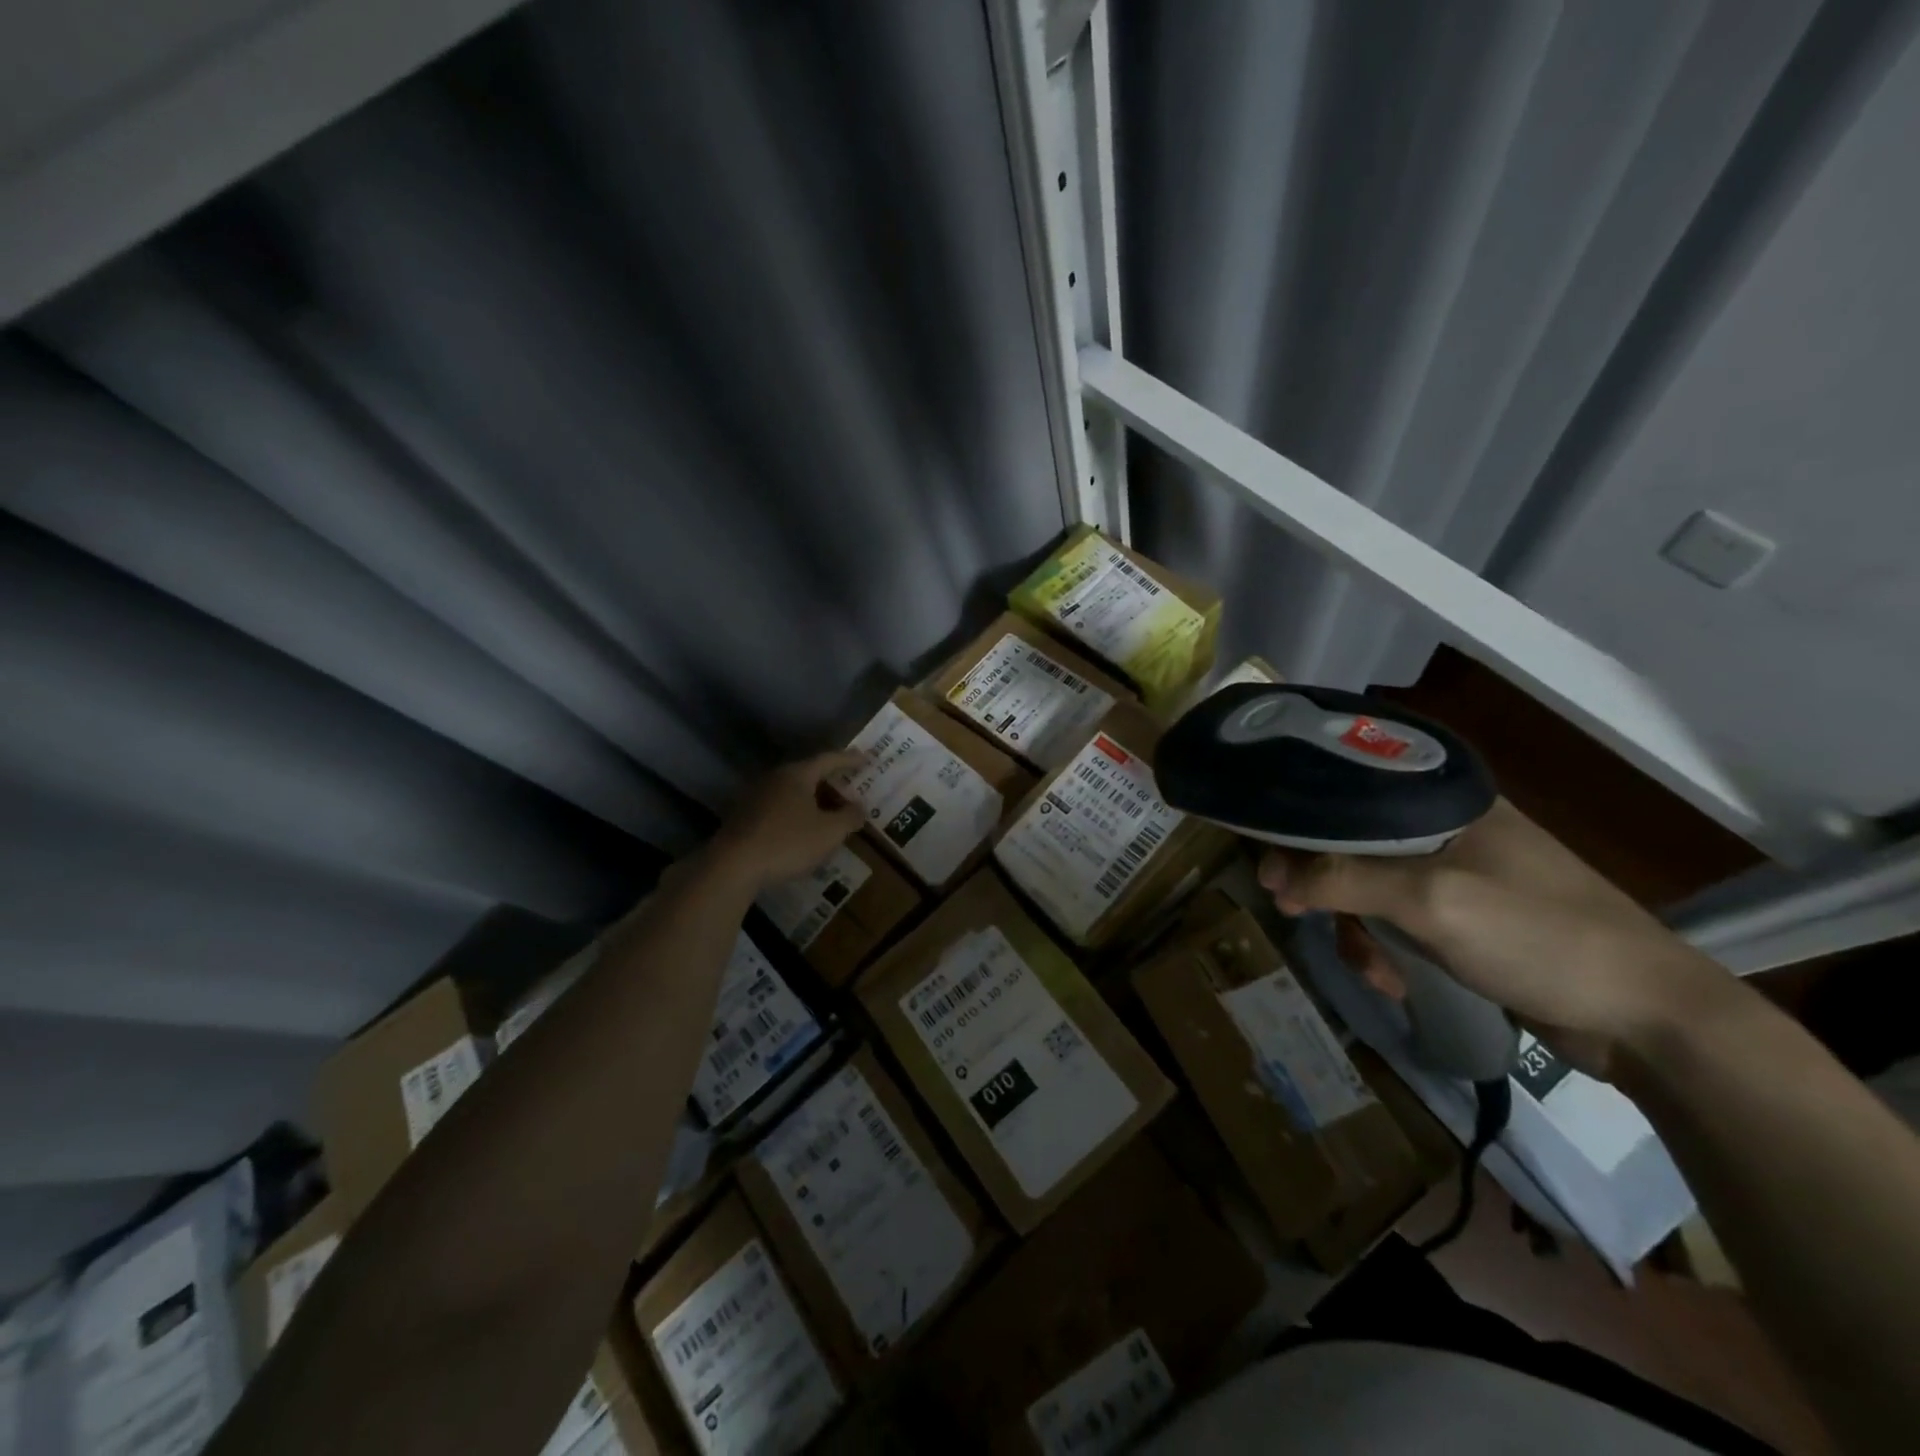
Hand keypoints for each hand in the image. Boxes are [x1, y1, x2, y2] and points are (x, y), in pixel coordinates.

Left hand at [705, 751, 867, 894]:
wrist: (732, 866)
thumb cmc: (787, 842)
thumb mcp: (829, 833)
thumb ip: (849, 817)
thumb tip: (860, 807)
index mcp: (797, 775)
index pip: (829, 760)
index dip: (850, 760)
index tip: (867, 758)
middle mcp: (775, 778)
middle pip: (808, 773)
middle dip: (830, 779)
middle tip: (849, 784)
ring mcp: (756, 797)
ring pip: (792, 791)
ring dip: (812, 798)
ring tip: (829, 808)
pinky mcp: (744, 817)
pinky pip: (779, 807)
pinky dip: (796, 812)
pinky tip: (802, 828)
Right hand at [1257, 798, 1735, 1076]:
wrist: (1649, 1020)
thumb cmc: (1541, 936)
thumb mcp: (1433, 900)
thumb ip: (1345, 879)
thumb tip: (1273, 875)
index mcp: (1446, 801)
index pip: (1350, 790)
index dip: (1302, 820)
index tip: (1269, 862)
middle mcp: (1448, 829)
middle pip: (1353, 841)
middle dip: (1322, 882)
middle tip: (1293, 910)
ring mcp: (1459, 876)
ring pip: (1371, 886)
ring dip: (1358, 927)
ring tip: (1370, 967)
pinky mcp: (1467, 920)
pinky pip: (1400, 921)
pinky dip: (1388, 949)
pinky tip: (1396, 980)